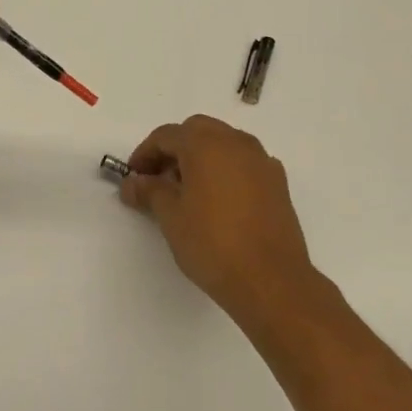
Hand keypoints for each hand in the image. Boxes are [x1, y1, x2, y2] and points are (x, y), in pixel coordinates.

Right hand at [121, 115, 318, 323]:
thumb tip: (133, 183)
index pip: (167, 136)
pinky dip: (225, 170)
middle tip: (158, 179)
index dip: (144, 153)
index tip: (133, 177)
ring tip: (186, 191)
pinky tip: (217, 201)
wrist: (269, 279)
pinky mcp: (278, 183)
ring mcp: (262, 161)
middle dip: (174, 149)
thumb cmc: (212, 243)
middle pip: (198, 131)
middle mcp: (237, 143)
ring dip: (201, 157)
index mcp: (206, 145)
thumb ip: (150, 191)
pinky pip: (244, 163)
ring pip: (224, 144)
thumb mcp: (170, 217)